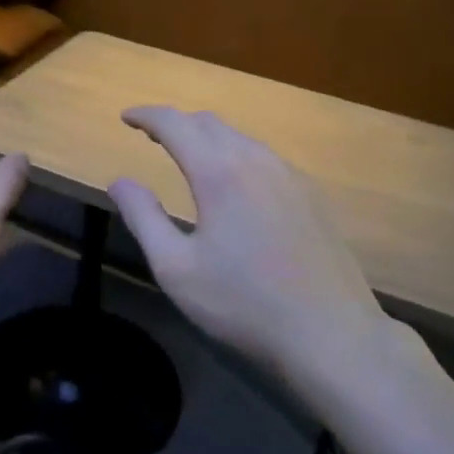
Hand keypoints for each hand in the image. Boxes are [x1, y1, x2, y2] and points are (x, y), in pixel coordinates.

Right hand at [107, 108, 387, 375]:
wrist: (334, 338)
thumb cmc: (244, 306)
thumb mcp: (177, 269)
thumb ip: (143, 218)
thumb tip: (119, 181)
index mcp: (220, 173)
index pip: (176, 124)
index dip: (147, 116)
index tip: (125, 117)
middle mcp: (258, 161)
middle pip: (210, 123)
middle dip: (177, 123)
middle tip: (152, 137)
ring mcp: (292, 177)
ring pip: (241, 138)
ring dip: (208, 138)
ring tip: (189, 157)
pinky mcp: (313, 196)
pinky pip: (265, 158)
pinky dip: (237, 156)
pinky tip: (235, 185)